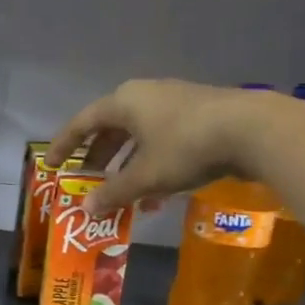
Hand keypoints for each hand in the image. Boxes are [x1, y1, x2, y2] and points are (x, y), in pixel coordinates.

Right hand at [45, 78, 252, 215]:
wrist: (253, 129)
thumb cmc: (186, 148)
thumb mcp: (145, 176)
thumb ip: (113, 193)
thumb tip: (86, 209)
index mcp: (124, 102)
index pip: (82, 123)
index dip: (64, 146)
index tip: (50, 166)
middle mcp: (145, 95)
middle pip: (111, 127)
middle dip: (97, 157)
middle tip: (87, 182)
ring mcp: (174, 101)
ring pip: (138, 134)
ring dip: (126, 164)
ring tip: (122, 193)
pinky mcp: (199, 113)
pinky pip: (161, 137)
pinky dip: (151, 162)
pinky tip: (158, 191)